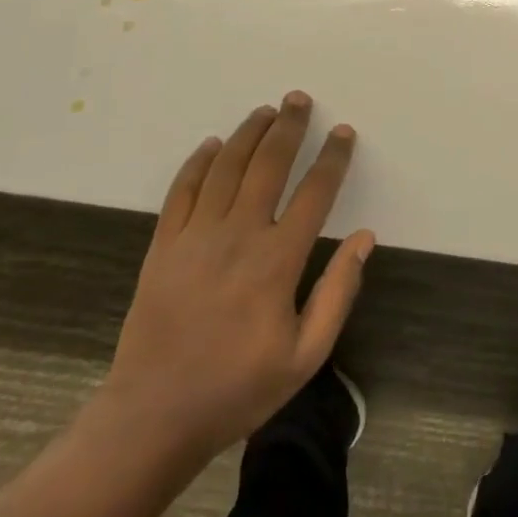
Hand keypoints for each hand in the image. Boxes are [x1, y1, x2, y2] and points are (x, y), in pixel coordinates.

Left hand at [96, 92, 374, 468]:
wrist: (153, 417)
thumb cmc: (238, 388)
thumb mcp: (305, 355)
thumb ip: (338, 293)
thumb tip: (364, 237)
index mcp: (277, 261)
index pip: (314, 193)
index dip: (333, 158)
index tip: (343, 133)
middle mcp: (238, 235)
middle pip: (268, 165)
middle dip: (288, 127)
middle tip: (299, 99)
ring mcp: (195, 237)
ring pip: (226, 168)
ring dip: (248, 133)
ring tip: (265, 110)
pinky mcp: (162, 246)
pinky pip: (182, 190)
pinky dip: (199, 162)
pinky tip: (213, 144)